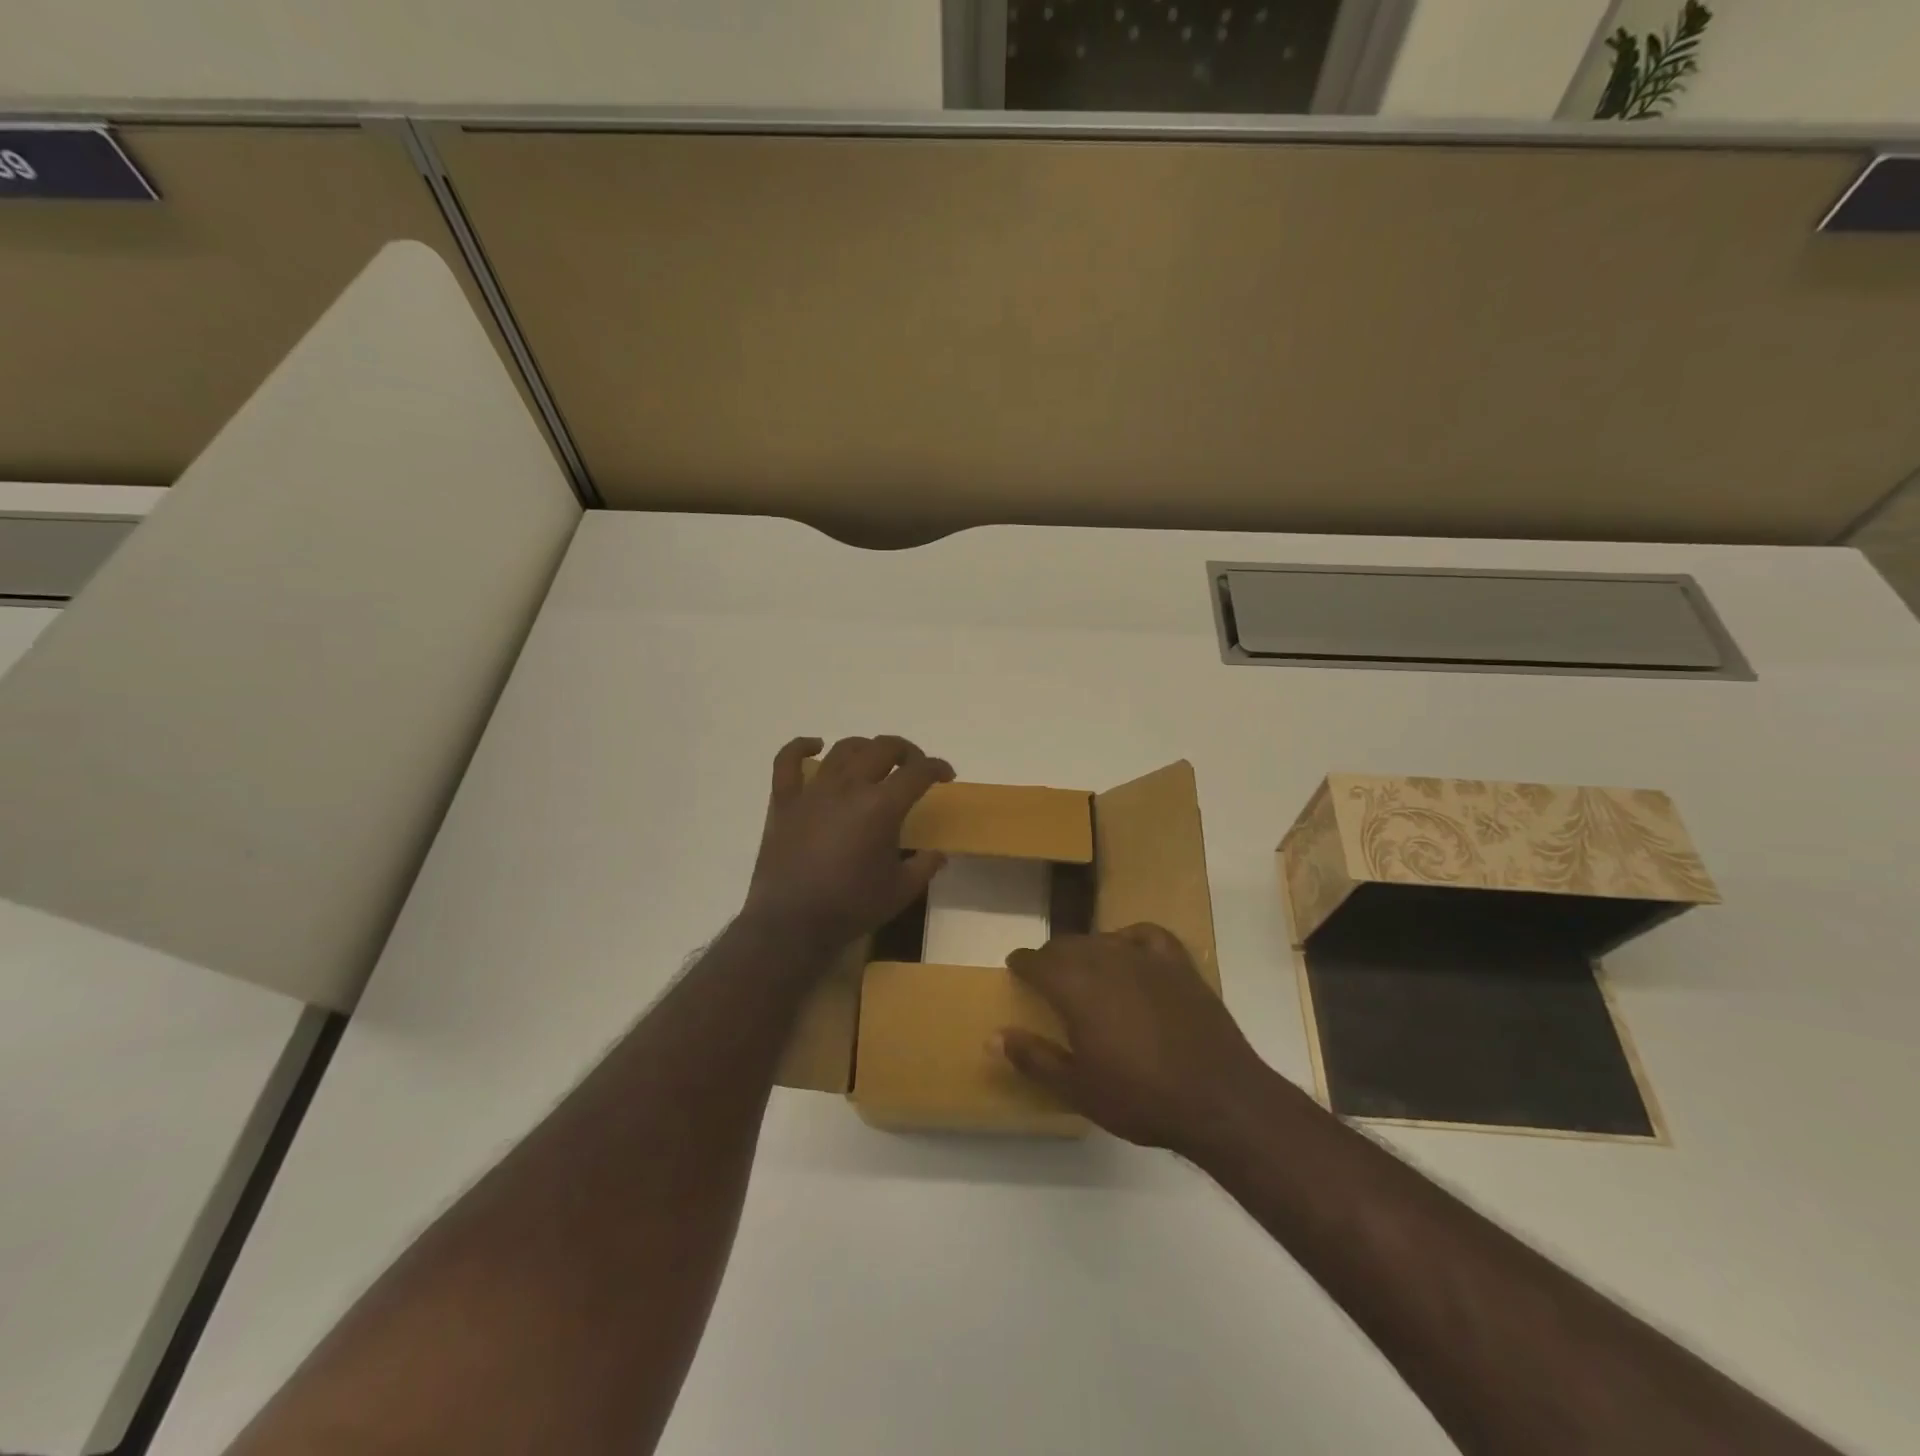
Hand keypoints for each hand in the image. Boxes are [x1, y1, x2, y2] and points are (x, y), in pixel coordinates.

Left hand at [743, 735, 953, 955]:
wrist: (792, 923)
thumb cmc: (851, 907)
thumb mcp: (901, 891)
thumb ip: (924, 867)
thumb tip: (938, 854)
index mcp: (882, 806)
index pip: (918, 772)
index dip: (937, 767)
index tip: (946, 775)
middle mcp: (849, 787)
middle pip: (883, 748)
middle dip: (907, 751)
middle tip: (914, 767)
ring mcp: (813, 790)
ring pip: (844, 749)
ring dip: (866, 748)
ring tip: (875, 761)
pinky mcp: (784, 801)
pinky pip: (787, 761)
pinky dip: (801, 747)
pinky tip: (815, 747)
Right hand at [999, 925, 1266, 1157]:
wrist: (1218, 1099)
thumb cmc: (1140, 1097)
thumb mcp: (1077, 1088)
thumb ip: (1033, 1058)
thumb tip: (993, 1037)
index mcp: (1075, 987)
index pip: (1037, 961)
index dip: (1022, 962)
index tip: (1015, 967)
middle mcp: (1106, 959)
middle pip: (1068, 945)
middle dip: (1052, 957)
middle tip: (1046, 977)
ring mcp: (1146, 958)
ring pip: (1102, 939)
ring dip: (1086, 950)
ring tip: (1084, 969)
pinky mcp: (1178, 964)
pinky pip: (1146, 935)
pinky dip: (1129, 938)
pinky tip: (1128, 951)